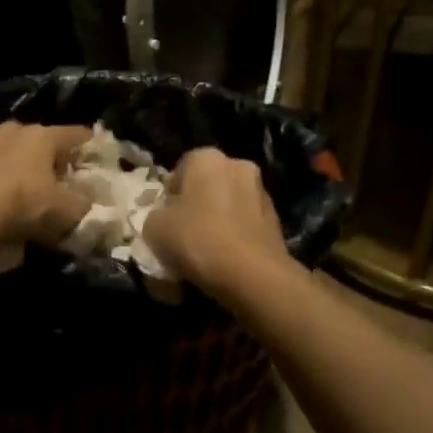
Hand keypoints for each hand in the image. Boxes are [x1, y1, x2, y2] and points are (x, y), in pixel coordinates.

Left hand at [0, 121, 93, 255]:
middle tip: (42, 165)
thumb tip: (85, 198)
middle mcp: (4, 134)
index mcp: (39, 139)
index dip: (83, 139)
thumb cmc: (23, 206)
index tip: (91, 143)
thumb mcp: (66, 211)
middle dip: (33, 143)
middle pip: (24, 131)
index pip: (70, 134)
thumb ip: (81, 202)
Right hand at [143, 147, 296, 302]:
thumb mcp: (154, 228)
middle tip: (183, 234)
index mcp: (207, 158)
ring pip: (229, 206)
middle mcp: (238, 166)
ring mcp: (262, 193)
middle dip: (197, 206)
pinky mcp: (277, 222)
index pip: (180, 169)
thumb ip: (156, 216)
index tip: (164, 219)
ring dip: (218, 222)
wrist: (252, 274)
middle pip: (208, 185)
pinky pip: (245, 226)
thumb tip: (165, 220)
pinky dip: (236, 238)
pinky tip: (225, 262)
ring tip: (205, 253)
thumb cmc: (197, 239)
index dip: (169, 195)